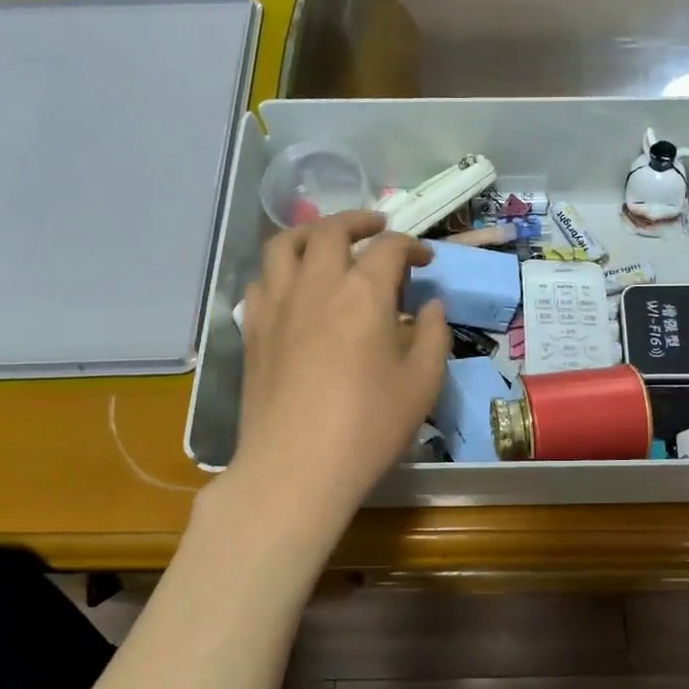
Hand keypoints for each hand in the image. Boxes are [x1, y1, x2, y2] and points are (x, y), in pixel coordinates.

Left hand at [233, 211, 448, 512]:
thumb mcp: (423, 384)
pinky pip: (262, 280)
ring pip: (284, 244)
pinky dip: (281, 269)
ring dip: (310, 232)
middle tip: (378, 228)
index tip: (425, 261)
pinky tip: (294, 287)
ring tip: (327, 241)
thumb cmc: (369, 427)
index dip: (411, 246)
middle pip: (331, 230)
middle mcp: (317, 285)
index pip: (389, 247)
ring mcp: (278, 305)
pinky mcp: (253, 329)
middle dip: (359, 221)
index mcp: (364, 293)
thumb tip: (432, 306)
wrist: (296, 468)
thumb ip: (434, 336)